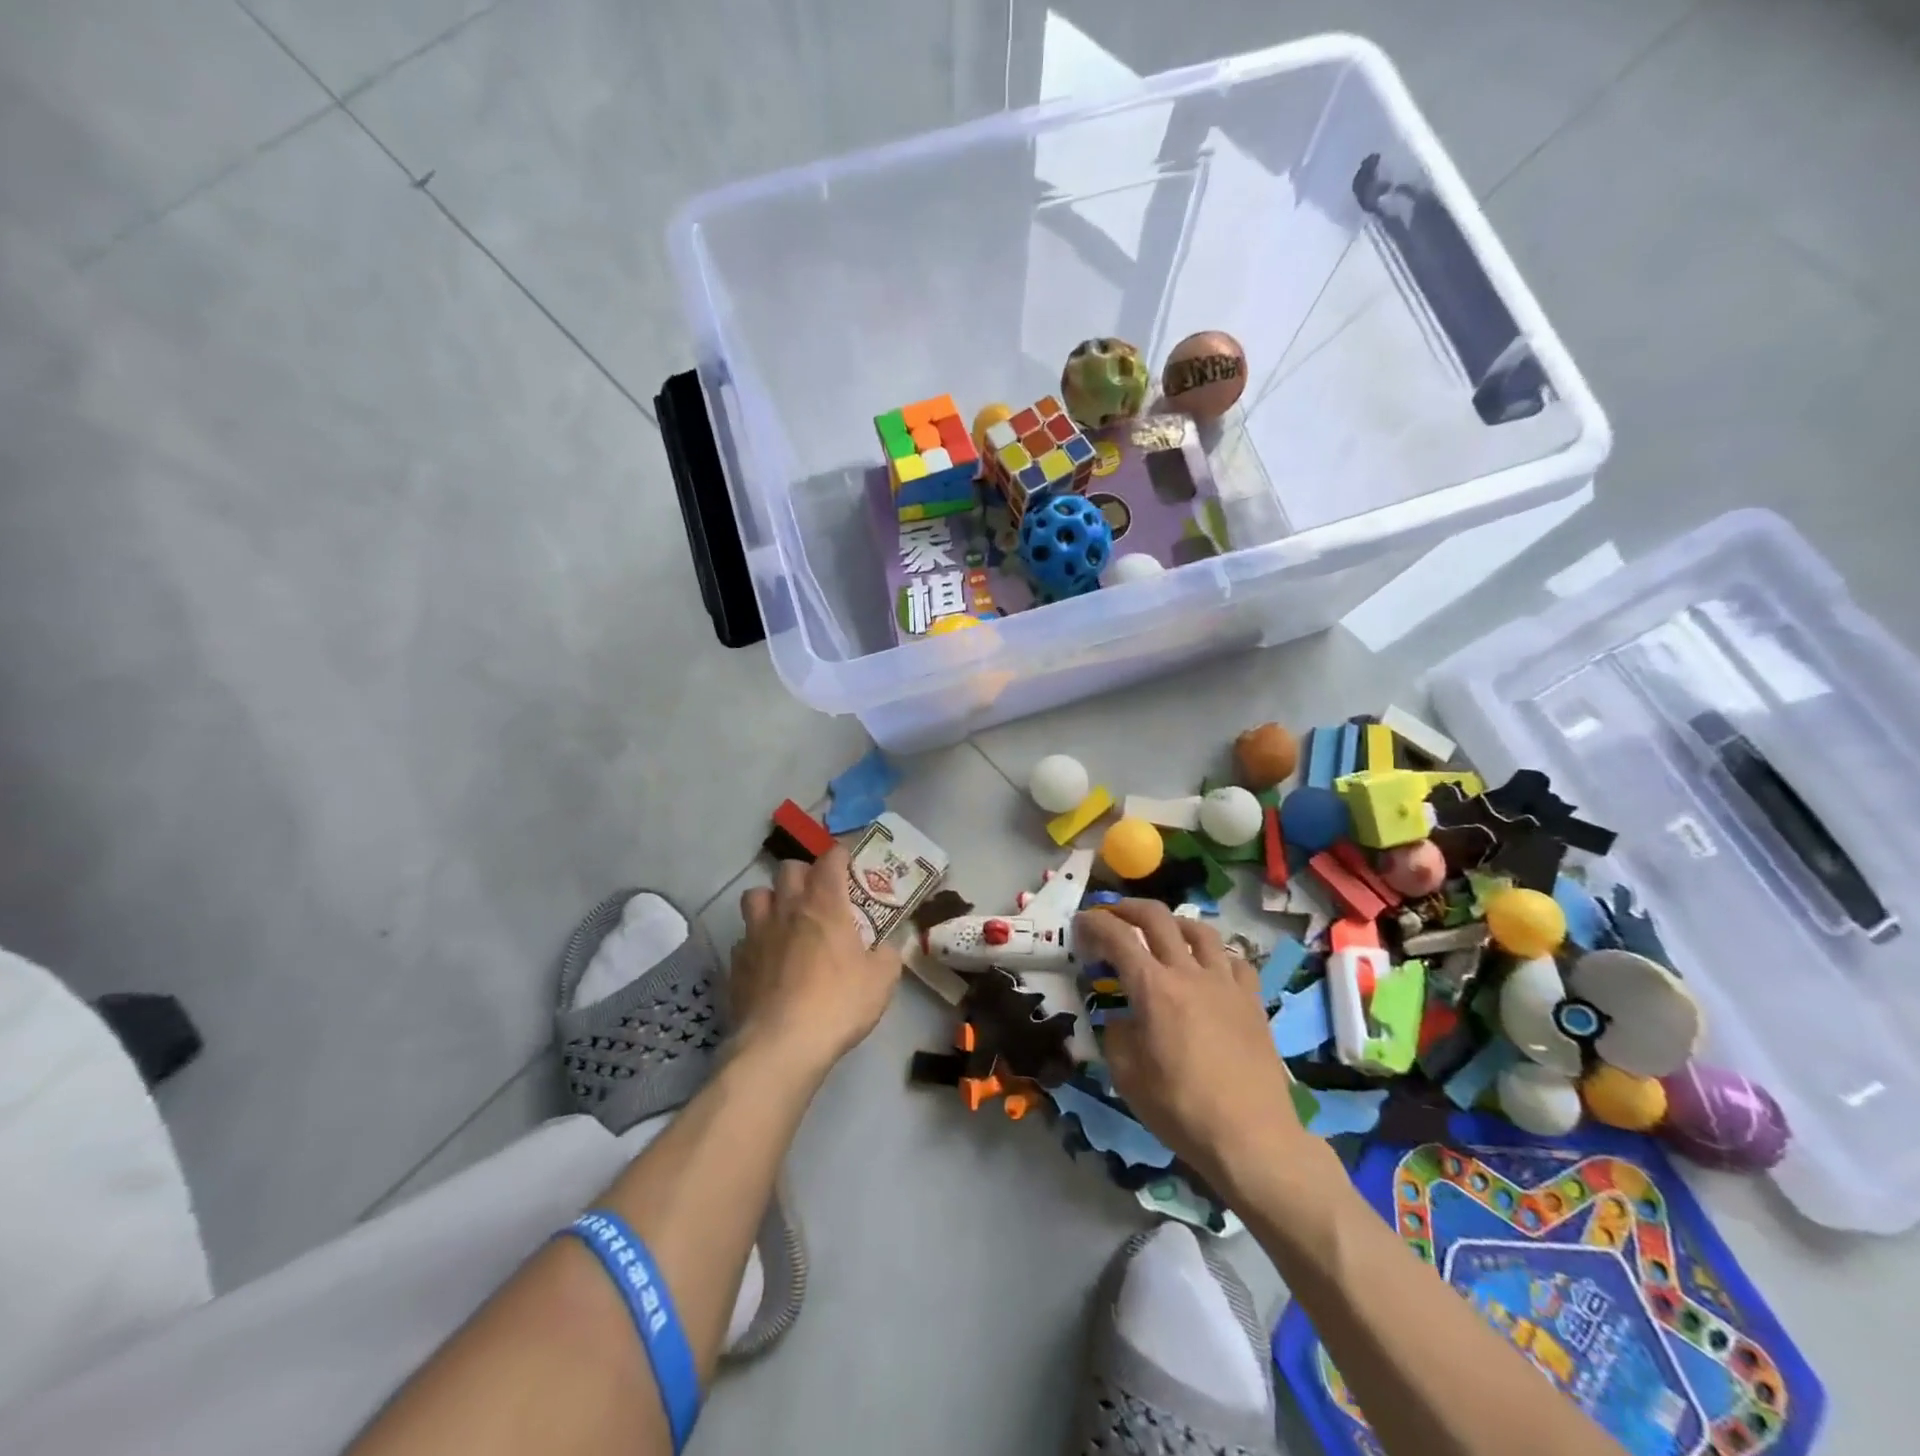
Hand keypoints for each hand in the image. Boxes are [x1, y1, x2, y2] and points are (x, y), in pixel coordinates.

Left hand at [731, 845, 902, 1076]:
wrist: (781, 1045)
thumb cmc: (838, 1004)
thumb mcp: (882, 981)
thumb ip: (887, 955)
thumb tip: (887, 948)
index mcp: (825, 905)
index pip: (830, 860)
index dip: (839, 855)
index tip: (847, 862)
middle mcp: (787, 909)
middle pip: (788, 869)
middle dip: (804, 873)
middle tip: (817, 894)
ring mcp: (756, 934)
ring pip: (755, 895)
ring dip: (770, 900)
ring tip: (784, 919)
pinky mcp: (736, 962)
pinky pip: (744, 937)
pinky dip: (756, 941)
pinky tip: (767, 960)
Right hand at [1073, 900, 1309, 1190]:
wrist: (1251, 1137)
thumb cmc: (1181, 1108)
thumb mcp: (1127, 1076)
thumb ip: (1116, 1035)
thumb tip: (1122, 1019)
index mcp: (1153, 988)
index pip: (1117, 937)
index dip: (1095, 923)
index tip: (1081, 922)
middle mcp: (1188, 973)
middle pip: (1157, 918)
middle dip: (1128, 908)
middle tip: (1113, 914)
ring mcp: (1225, 983)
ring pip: (1200, 930)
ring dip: (1173, 923)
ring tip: (1163, 933)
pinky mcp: (1252, 1000)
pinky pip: (1234, 960)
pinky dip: (1215, 954)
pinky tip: (1209, 968)